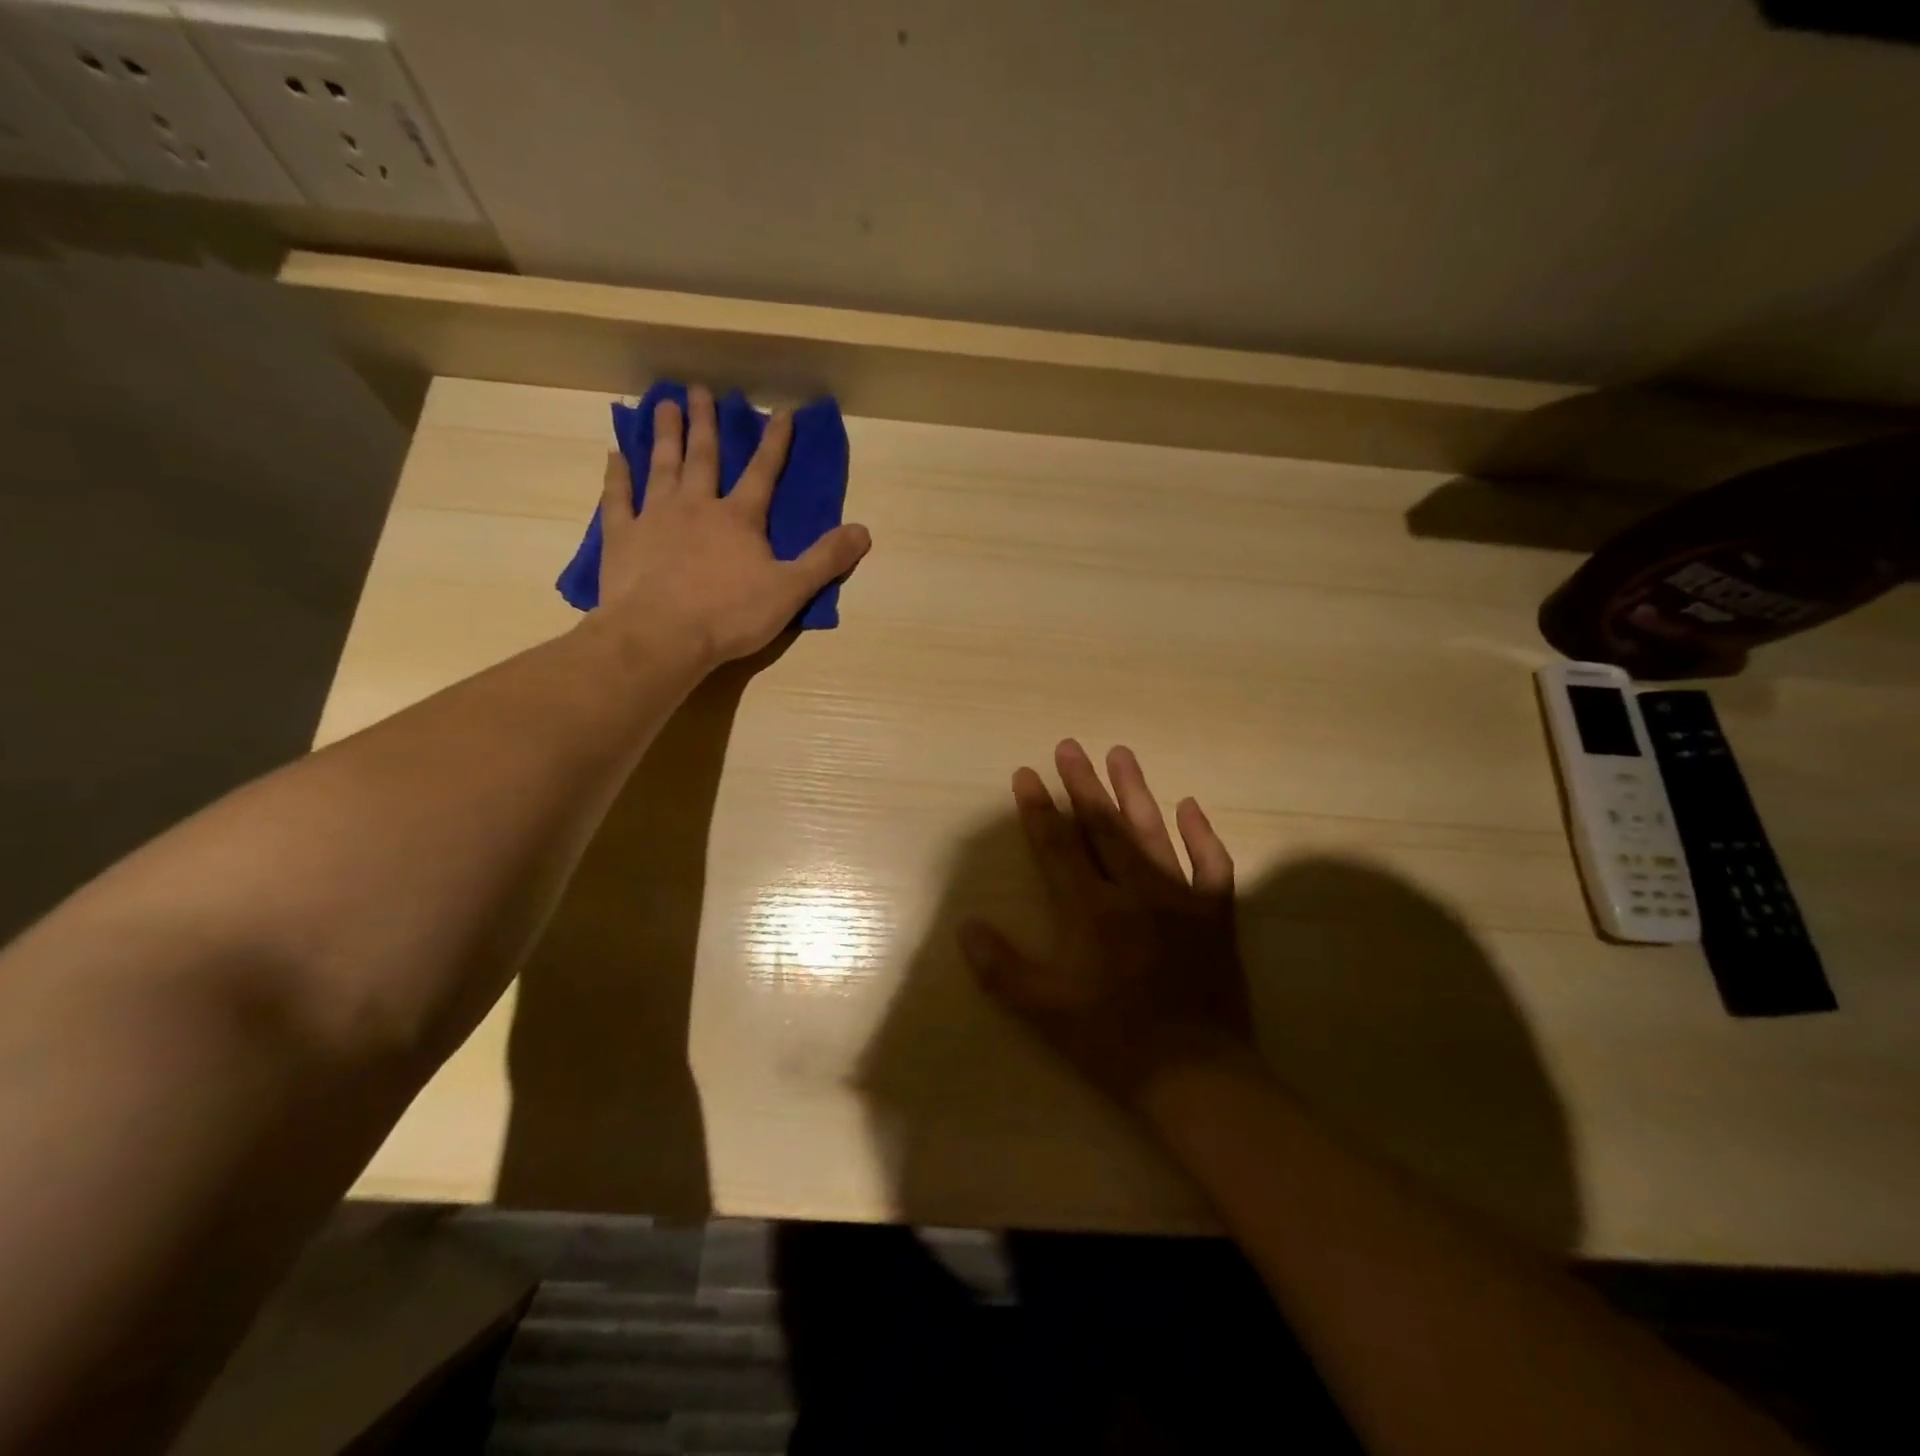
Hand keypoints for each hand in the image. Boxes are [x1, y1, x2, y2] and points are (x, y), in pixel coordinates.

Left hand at [596, 384, 871, 665]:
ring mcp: (655, 518)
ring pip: (662, 467)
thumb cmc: (730, 615)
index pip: (763, 473)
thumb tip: (864, 530)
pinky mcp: (623, 537)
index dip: (775, 443)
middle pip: (703, 458)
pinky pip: (618, 498)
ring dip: (665, 436)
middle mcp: (697, 506)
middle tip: (698, 389)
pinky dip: (617, 476)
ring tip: (664, 405)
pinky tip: (614, 456)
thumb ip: (826, 559)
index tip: (782, 412)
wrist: (661, 636)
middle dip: (705, 423)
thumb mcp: (790, 591)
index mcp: (739, 519)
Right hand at [959, 739, 1257, 1106]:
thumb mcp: (1045, 1012)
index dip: (1038, 809)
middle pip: (1103, 827)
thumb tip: (967, 927)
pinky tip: (1190, 806)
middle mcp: (1136, 892)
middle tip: (1069, 747)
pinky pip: (1212, 865)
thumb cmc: (1114, 1041)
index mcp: (1092, 910)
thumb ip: (1003, 968)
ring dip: (1134, 792)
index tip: (1025, 774)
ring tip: (1119, 754)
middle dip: (1081, 785)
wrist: (1196, 1076)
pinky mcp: (1216, 915)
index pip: (1058, 847)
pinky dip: (1201, 835)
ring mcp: (1181, 899)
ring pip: (1153, 834)